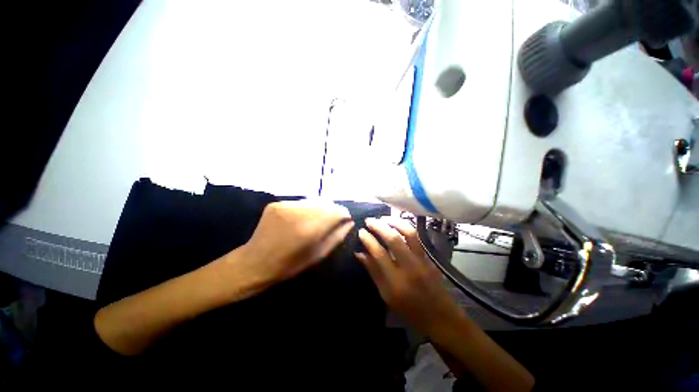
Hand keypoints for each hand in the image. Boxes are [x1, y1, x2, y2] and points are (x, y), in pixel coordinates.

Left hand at [233, 199, 353, 286]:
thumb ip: (337, 236)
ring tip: (317, 219)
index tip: (346, 219)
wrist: (254, 263)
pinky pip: (300, 202)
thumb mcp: (318, 255)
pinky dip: (306, 208)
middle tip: (333, 220)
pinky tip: (302, 218)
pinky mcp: (276, 203)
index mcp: (310, 229)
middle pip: (326, 203)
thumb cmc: (290, 265)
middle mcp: (298, 213)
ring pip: (313, 201)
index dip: (344, 214)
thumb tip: (350, 222)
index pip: (336, 211)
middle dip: (333, 210)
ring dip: (320, 208)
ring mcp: (285, 206)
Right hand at [357, 217, 461, 335]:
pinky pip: (416, 238)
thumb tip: (359, 254)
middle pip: (394, 240)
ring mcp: (422, 261)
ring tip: (383, 218)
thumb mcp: (386, 295)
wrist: (440, 317)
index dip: (368, 240)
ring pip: (408, 234)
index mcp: (396, 282)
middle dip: (379, 226)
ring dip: (394, 222)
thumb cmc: (409, 310)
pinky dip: (405, 227)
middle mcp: (410, 267)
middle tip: (369, 220)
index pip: (379, 254)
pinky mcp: (429, 258)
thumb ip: (373, 272)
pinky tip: (397, 224)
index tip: (361, 231)